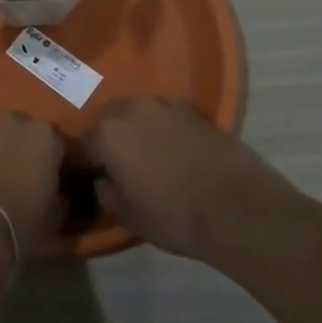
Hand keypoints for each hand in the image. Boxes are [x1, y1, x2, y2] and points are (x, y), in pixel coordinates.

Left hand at [0, 111, 65, 260]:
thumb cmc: (21, 220)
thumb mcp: (55, 216)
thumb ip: (62, 197)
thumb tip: (60, 196)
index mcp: (46, 134)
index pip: (63, 144)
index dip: (63, 164)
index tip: (62, 181)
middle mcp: (16, 121)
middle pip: (29, 133)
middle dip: (32, 150)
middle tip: (33, 177)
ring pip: (2, 136)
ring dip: (6, 151)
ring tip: (6, 178)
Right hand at [78, 97, 299, 261]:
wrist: (237, 206)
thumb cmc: (174, 215)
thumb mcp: (130, 217)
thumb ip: (107, 194)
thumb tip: (104, 181)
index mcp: (107, 133)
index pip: (84, 144)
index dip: (87, 162)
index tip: (93, 177)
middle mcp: (131, 109)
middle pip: (109, 119)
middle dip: (109, 138)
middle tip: (119, 165)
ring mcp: (164, 105)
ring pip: (138, 112)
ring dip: (136, 129)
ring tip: (147, 155)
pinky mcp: (193, 110)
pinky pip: (166, 116)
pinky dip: (163, 128)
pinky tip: (174, 150)